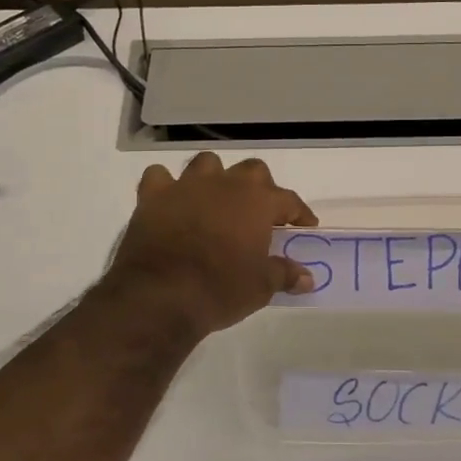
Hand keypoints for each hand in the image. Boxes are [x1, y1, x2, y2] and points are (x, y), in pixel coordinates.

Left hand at [99, 153, 319, 338]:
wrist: (161, 295)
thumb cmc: (221, 289)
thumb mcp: (261, 287)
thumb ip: (285, 274)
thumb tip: (307, 278)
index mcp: (257, 201)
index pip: (288, 199)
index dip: (299, 213)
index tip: (304, 226)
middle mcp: (224, 184)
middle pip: (251, 171)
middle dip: (259, 188)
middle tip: (259, 214)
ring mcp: (186, 186)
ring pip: (207, 164)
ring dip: (215, 178)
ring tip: (216, 201)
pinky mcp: (152, 196)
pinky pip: (160, 177)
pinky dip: (167, 186)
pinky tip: (171, 202)